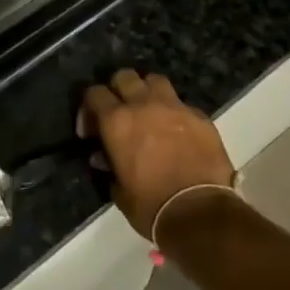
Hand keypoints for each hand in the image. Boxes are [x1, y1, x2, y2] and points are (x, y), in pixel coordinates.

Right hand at [78, 70, 235, 240]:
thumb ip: (110, 167)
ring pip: (155, 81)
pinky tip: (177, 133)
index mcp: (117, 121)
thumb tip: (105, 157)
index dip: (89, 109)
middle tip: (120, 113)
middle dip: (118, 91)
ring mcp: (175, 107)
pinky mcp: (200, 116)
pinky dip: (175, 114)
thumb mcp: (120, 192)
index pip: (94, 94)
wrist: (200, 213)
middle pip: (124, 76)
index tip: (91, 130)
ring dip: (147, 93)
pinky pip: (182, 104)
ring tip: (149, 112)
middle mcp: (144, 105)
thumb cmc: (152, 206)